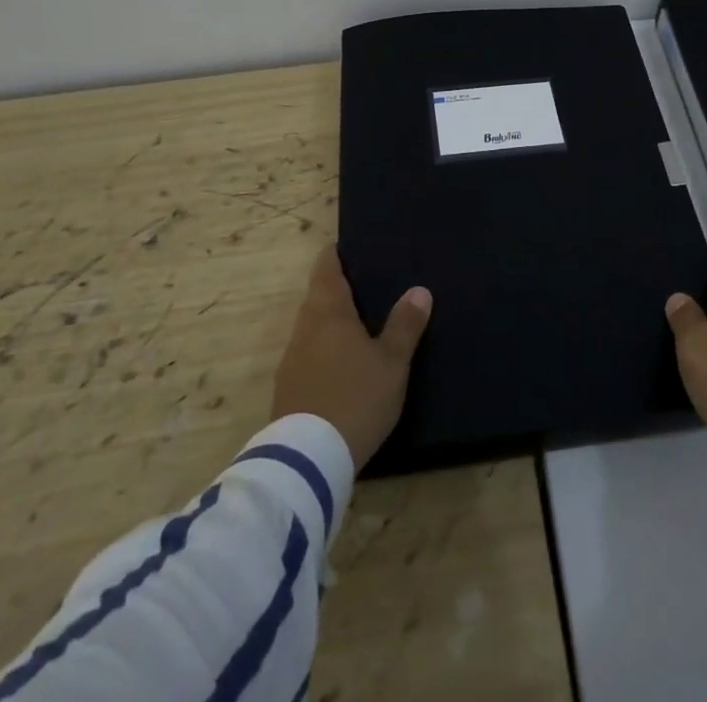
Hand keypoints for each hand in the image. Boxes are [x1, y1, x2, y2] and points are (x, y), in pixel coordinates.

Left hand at [272, 245, 431, 471]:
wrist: (308, 460)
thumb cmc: (356, 398)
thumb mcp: (392, 363)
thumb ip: (405, 325)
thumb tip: (419, 290)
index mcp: (329, 311)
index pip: (327, 268)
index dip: (336, 255)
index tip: (350, 247)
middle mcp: (304, 327)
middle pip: (318, 297)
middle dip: (337, 289)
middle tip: (366, 285)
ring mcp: (291, 359)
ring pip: (311, 327)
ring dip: (330, 322)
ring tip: (358, 324)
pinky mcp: (287, 389)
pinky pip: (307, 354)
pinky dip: (323, 350)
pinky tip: (341, 364)